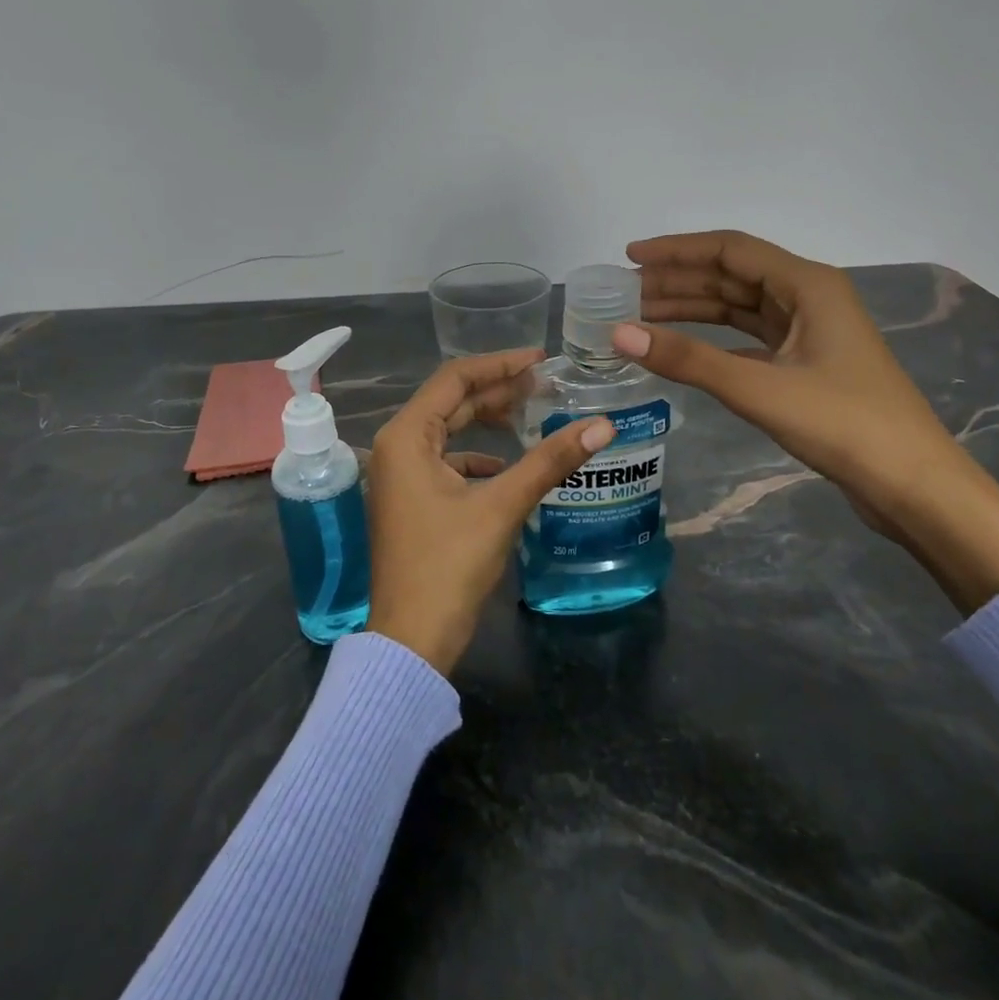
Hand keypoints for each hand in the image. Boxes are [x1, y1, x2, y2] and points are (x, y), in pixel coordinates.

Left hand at [366, 349, 614, 673]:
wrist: (412, 639)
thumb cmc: (449, 565)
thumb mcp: (501, 506)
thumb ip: (550, 461)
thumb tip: (603, 425)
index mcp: (406, 437)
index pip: (454, 379)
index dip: (499, 364)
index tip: (541, 360)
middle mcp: (395, 447)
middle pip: (449, 402)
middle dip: (496, 391)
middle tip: (545, 385)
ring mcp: (399, 476)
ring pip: (447, 432)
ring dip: (486, 422)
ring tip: (531, 415)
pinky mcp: (410, 500)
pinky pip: (444, 462)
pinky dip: (476, 457)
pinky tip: (506, 467)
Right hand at [616, 230, 998, 611]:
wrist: (912, 485)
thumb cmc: (842, 424)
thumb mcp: (758, 388)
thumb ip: (687, 359)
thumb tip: (618, 333)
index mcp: (808, 285)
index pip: (730, 250)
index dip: (676, 250)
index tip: (629, 257)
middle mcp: (808, 297)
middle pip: (731, 276)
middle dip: (677, 281)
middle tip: (624, 294)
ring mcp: (808, 331)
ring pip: (738, 307)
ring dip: (692, 309)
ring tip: (640, 317)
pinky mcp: (805, 363)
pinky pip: (748, 337)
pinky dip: (712, 339)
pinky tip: (681, 348)